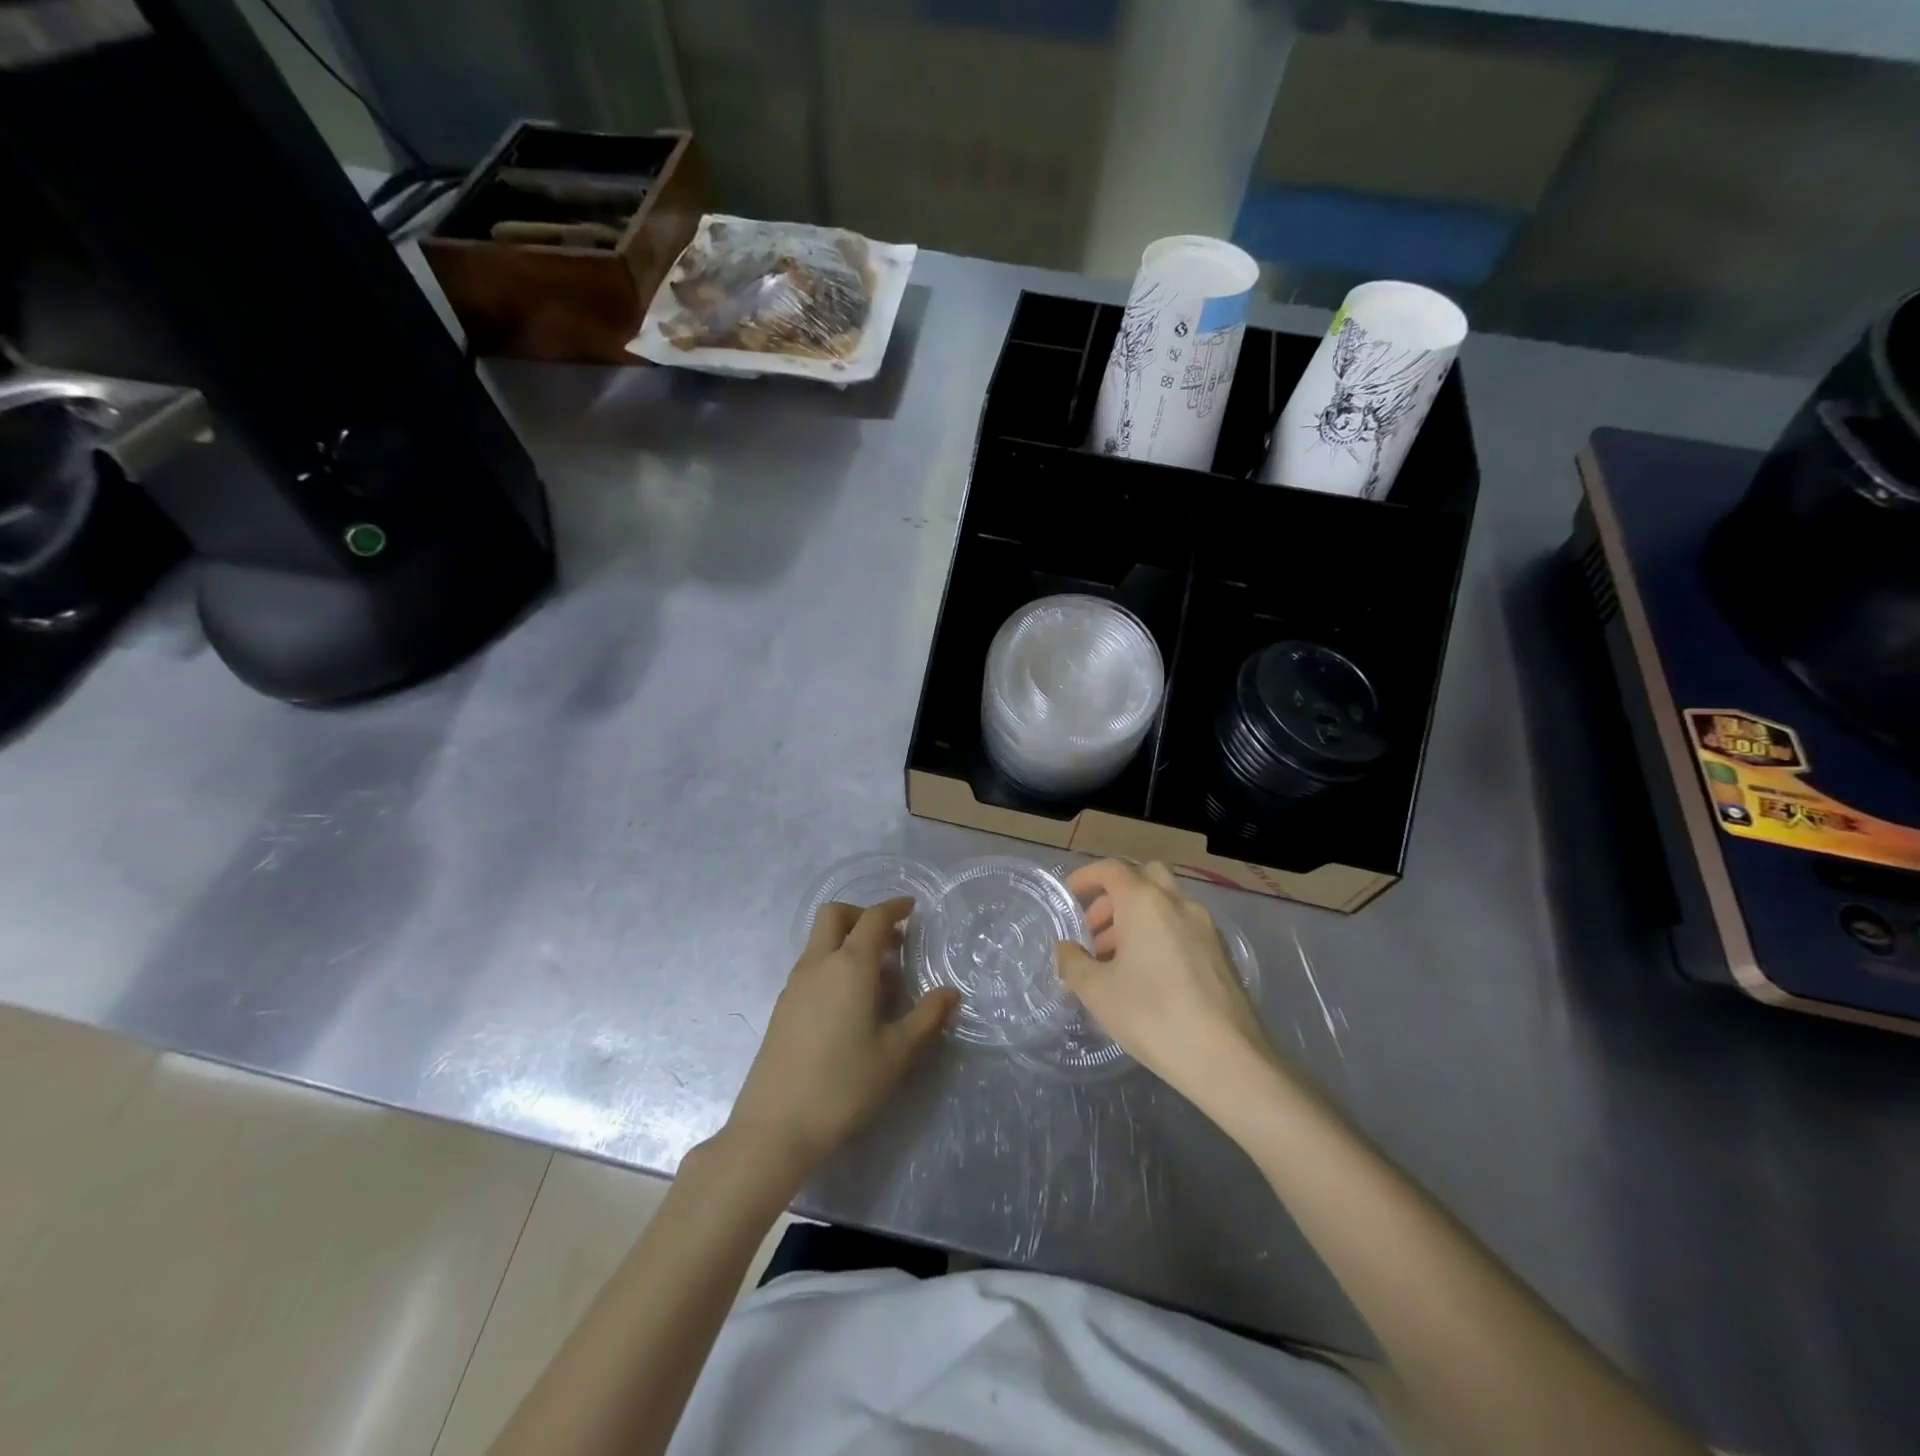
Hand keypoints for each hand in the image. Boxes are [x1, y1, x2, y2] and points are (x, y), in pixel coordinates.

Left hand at [724, 898, 956, 1181]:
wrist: (775, 1127)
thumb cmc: (844, 1085)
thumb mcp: (897, 1054)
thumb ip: (927, 1017)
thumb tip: (950, 993)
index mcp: (850, 966)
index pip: (873, 919)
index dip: (894, 909)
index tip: (912, 909)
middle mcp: (818, 965)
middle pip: (835, 916)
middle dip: (863, 916)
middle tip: (891, 941)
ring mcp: (795, 985)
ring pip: (820, 942)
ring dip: (848, 943)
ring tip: (878, 981)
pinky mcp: (782, 1008)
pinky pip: (812, 967)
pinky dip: (833, 966)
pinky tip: (851, 1005)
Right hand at [1057, 861, 1277, 1110]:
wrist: (1228, 1059)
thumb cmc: (1153, 1016)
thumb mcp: (1097, 992)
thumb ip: (1073, 962)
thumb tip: (1066, 948)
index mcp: (1145, 902)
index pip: (1111, 870)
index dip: (1086, 877)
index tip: (1070, 896)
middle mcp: (1178, 903)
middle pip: (1144, 877)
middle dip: (1115, 896)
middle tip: (1095, 931)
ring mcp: (1206, 927)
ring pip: (1166, 903)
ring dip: (1137, 917)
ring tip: (1117, 960)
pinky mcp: (1222, 953)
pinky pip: (1183, 926)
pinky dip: (1161, 933)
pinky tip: (1150, 975)